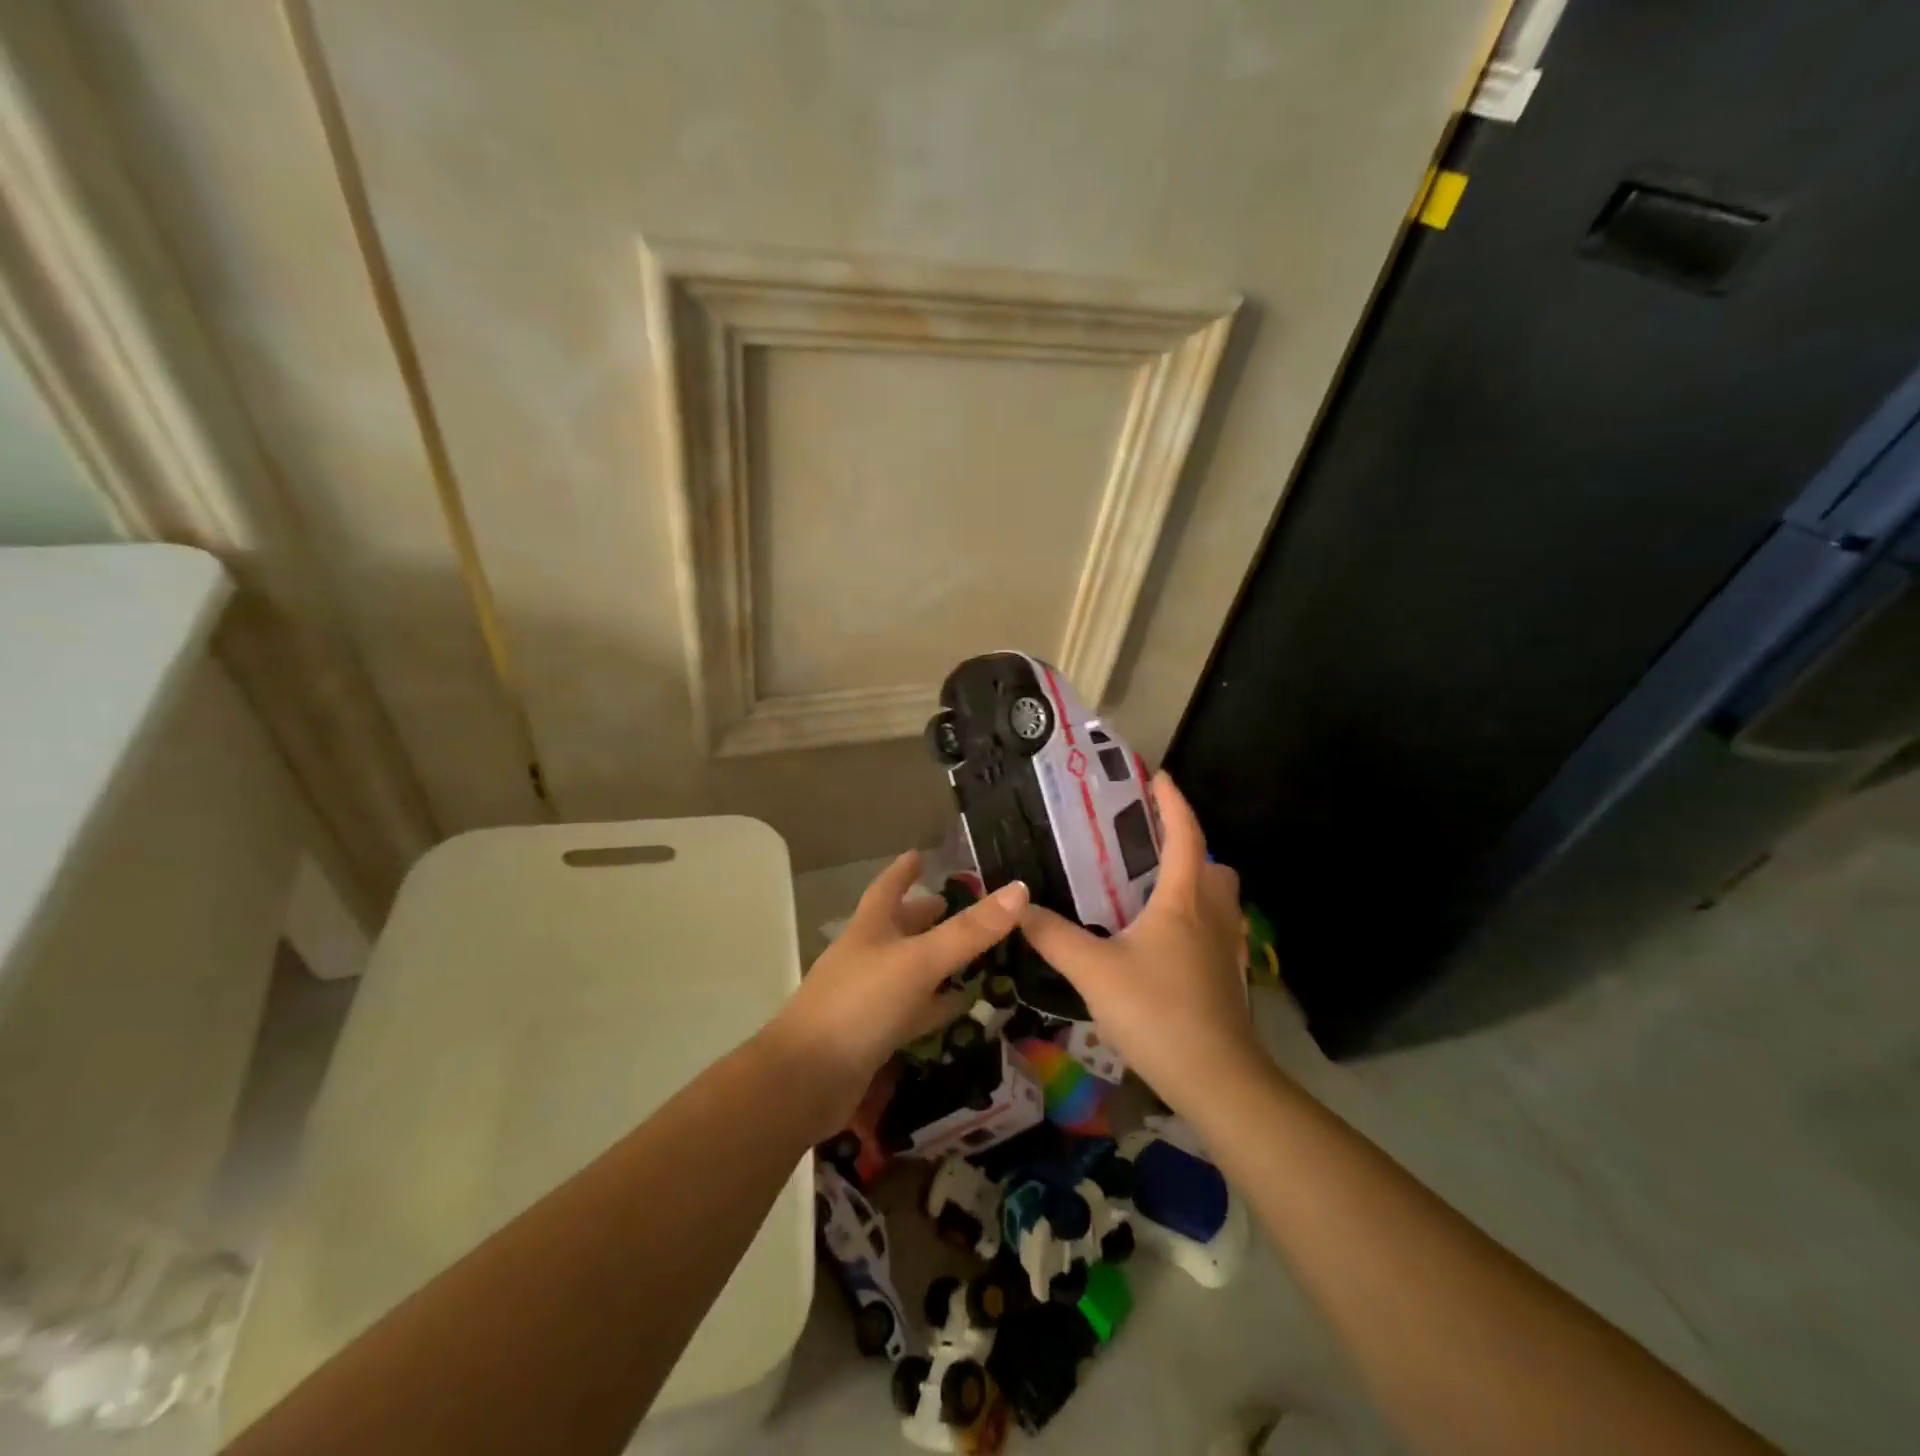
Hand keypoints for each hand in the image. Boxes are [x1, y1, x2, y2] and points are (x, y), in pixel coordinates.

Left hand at [767, 851, 1027, 1133]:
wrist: (805, 1080)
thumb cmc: (860, 1005)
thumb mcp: (919, 961)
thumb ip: (969, 931)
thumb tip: (1019, 889)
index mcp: (870, 928)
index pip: (888, 888)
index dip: (904, 871)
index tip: (920, 855)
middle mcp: (867, 956)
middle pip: (900, 927)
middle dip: (927, 914)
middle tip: (962, 905)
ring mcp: (869, 997)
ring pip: (910, 969)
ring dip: (938, 960)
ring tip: (976, 953)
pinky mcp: (874, 1035)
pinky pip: (914, 1011)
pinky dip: (938, 1005)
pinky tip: (962, 1005)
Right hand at [1021, 773, 1265, 1118]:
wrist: (1217, 1079)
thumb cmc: (1158, 1011)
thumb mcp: (1093, 971)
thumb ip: (1053, 936)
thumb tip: (1018, 907)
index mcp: (1183, 898)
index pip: (1184, 834)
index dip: (1172, 801)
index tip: (1157, 776)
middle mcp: (1212, 913)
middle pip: (1211, 862)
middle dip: (1187, 844)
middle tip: (1147, 844)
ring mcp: (1226, 947)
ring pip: (1218, 897)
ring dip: (1193, 881)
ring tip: (1149, 890)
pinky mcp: (1228, 976)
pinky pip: (1215, 927)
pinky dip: (1195, 917)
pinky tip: (1162, 941)